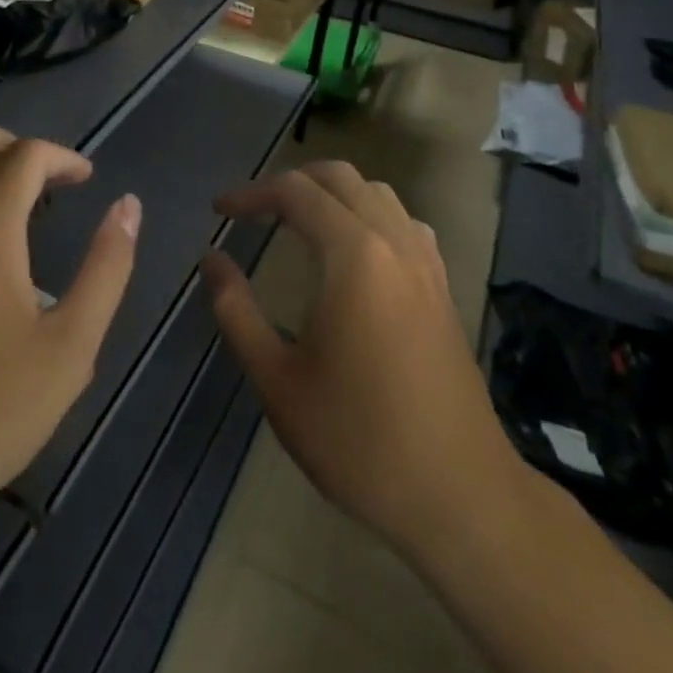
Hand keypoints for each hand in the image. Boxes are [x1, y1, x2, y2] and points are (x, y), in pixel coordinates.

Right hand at [201, 162, 526, 567]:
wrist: (460, 495)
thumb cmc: (358, 439)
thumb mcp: (277, 379)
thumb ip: (236, 310)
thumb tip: (212, 259)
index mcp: (353, 256)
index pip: (295, 192)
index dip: (251, 193)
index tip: (218, 210)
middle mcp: (393, 243)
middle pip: (339, 177)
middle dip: (291, 181)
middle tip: (254, 208)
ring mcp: (426, 264)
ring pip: (377, 192)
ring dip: (332, 192)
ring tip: (298, 219)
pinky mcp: (443, 288)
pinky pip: (404, 222)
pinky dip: (369, 213)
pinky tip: (356, 249)